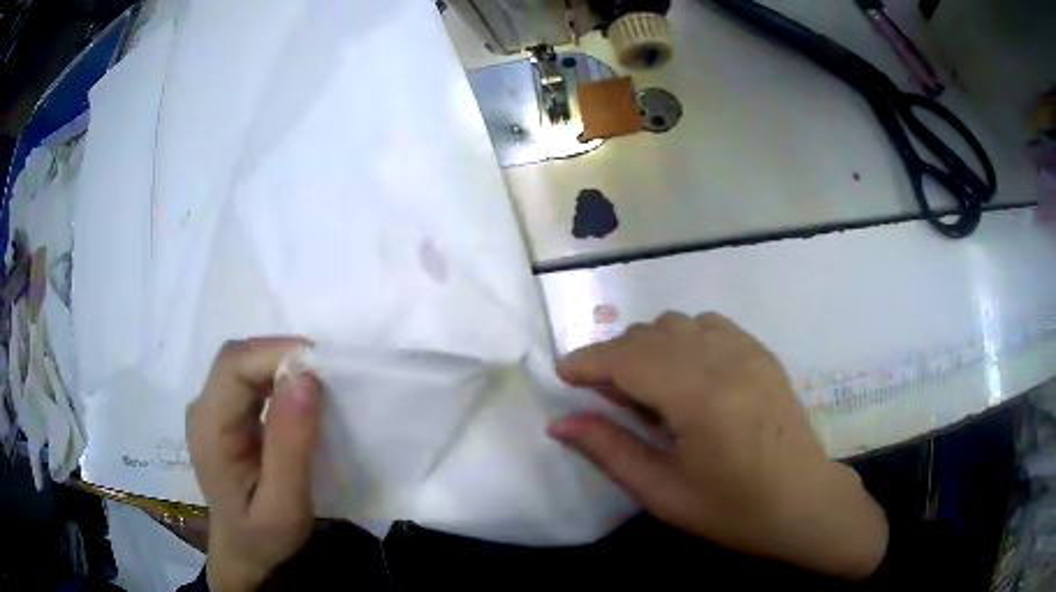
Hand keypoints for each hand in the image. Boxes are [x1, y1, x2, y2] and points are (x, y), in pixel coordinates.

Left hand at [186, 338, 320, 591]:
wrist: (244, 553)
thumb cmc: (264, 536)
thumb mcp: (285, 503)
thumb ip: (291, 443)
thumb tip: (306, 377)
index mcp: (209, 428)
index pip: (234, 366)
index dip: (276, 353)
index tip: (324, 367)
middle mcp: (203, 409)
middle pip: (237, 358)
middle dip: (282, 355)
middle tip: (328, 374)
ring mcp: (211, 409)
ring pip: (243, 364)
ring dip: (281, 364)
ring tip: (320, 382)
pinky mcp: (224, 414)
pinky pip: (248, 379)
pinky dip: (276, 378)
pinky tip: (299, 395)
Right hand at [549, 313, 888, 579]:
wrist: (804, 502)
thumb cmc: (733, 510)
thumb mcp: (663, 492)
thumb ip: (609, 450)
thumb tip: (560, 423)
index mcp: (699, 398)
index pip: (628, 357)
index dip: (588, 361)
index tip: (563, 375)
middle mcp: (724, 360)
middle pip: (649, 333)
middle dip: (614, 356)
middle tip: (604, 397)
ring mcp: (748, 351)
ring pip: (677, 323)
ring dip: (648, 346)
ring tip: (646, 388)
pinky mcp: (762, 353)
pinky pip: (709, 325)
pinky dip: (683, 339)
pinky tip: (685, 375)